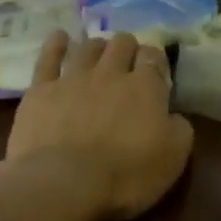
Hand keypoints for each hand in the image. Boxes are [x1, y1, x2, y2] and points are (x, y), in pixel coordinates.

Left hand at [0, 31, 194, 220]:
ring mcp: (73, 78)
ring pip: (88, 47)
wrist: (64, 183)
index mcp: (145, 87)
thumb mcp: (173, 159)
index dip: (155, 60)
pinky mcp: (41, 90)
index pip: (154, 57)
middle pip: (122, 44)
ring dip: (98, 46)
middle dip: (128, 48)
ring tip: (100, 53)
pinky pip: (48, 58)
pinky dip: (55, 45)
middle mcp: (110, 73)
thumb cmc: (126, 175)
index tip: (156, 71)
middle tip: (128, 61)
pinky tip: (59, 37)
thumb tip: (174, 116)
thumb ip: (179, 129)